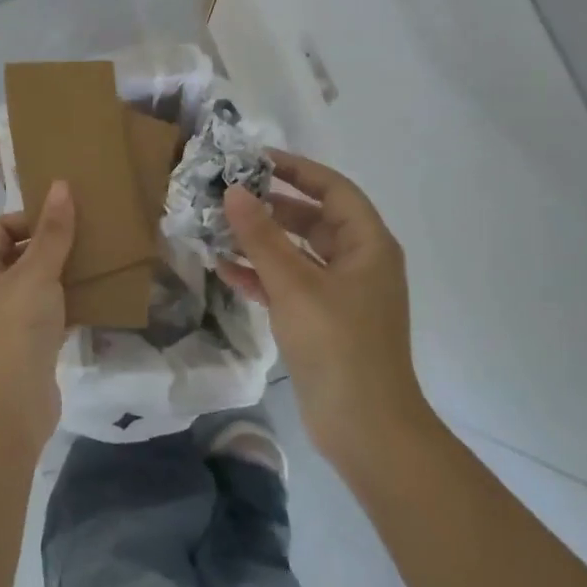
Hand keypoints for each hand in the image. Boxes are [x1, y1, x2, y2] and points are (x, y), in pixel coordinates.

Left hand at [0, 181, 75, 453]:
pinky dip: (66, 304)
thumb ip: (52, 232)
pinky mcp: (24, 345)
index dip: (32, 219)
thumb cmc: (15, 330)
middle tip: (88, 238)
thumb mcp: (36, 274)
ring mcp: (2, 321)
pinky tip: (94, 298)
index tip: (68, 220)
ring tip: (96, 264)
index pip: (0, 228)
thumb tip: (61, 185)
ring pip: (34, 285)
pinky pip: (46, 313)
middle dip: (51, 245)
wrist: (9, 408)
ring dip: (62, 274)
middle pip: (18, 255)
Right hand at [220, 152, 431, 462]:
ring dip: (262, 242)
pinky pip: (290, 284)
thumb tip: (234, 191)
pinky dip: (263, 276)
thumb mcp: (294, 284)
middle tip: (228, 194)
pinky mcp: (323, 321)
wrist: (365, 427)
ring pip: (297, 253)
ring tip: (219, 228)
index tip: (255, 160)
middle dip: (271, 206)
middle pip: (313, 219)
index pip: (333, 189)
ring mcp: (341, 294)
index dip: (296, 170)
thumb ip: (261, 236)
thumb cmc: (337, 344)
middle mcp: (358, 263)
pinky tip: (226, 271)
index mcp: (368, 245)